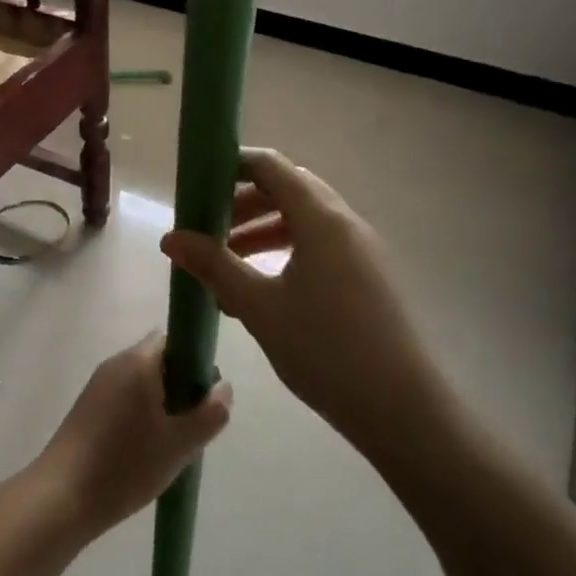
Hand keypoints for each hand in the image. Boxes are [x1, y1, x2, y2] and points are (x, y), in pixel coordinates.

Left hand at [31, 334, 231, 537]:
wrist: (62, 496)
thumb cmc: (126, 464)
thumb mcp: (179, 444)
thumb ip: (209, 414)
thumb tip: (224, 387)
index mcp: (137, 362)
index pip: (173, 340)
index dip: (194, 361)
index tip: (204, 395)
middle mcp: (115, 364)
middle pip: (158, 361)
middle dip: (180, 387)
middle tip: (192, 425)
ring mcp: (98, 385)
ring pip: (141, 383)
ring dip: (161, 404)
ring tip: (171, 443)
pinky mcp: (87, 408)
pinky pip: (124, 398)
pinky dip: (140, 415)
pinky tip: (145, 451)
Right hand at [160, 149, 455, 455]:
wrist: (404, 410)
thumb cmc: (325, 350)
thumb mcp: (259, 307)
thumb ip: (215, 266)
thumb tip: (170, 238)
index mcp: (322, 219)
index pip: (273, 167)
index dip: (234, 166)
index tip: (199, 183)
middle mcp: (346, 223)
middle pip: (290, 190)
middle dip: (245, 202)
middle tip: (209, 227)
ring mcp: (363, 250)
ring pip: (306, 220)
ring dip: (265, 228)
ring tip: (229, 259)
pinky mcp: (370, 276)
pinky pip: (322, 245)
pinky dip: (288, 250)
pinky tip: (264, 288)